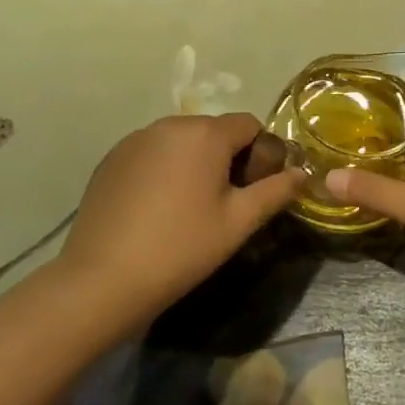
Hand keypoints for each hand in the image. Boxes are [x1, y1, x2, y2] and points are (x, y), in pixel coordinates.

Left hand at [60, 113, 303, 326]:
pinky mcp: (111, 159)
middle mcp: (169, 124)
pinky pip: (152, 154)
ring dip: (194, 163)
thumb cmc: (182, 248)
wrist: (102, 279)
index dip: (260, 154)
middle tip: (223, 204)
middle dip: (227, 158)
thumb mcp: (238, 223)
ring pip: (181, 142)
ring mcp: (135, 139)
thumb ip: (276, 191)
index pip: (249, 125)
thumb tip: (302, 173)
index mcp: (205, 133)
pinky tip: (155, 210)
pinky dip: (163, 170)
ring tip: (187, 208)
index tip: (253, 191)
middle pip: (214, 131)